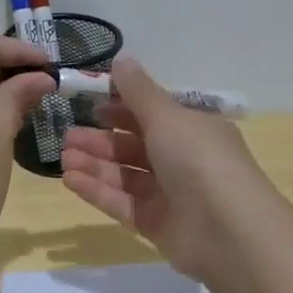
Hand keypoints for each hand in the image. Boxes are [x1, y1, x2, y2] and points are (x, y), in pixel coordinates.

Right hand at [60, 56, 274, 282]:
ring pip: (125, 174)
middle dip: (101, 138)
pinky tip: (70, 179)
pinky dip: (97, 190)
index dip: (121, 106)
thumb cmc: (199, 161)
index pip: (153, 113)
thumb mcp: (168, 117)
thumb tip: (121, 59)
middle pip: (135, 145)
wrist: (228, 232)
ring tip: (63, 156)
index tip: (89, 102)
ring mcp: (169, 194)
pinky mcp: (156, 224)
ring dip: (94, 163)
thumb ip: (139, 91)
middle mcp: (182, 159)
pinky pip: (121, 202)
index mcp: (193, 129)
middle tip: (67, 135)